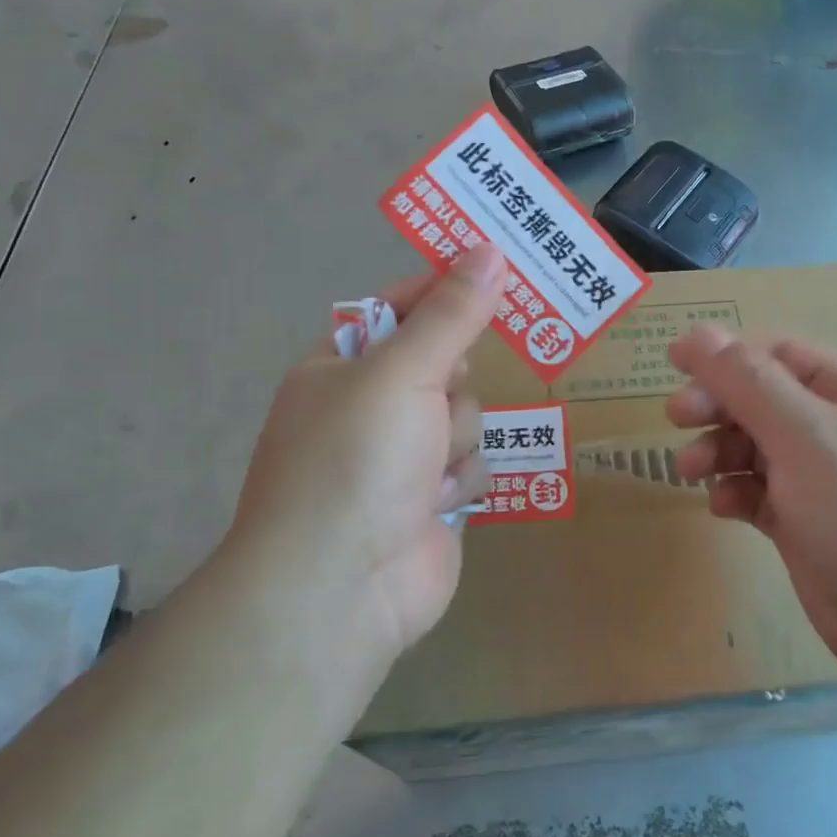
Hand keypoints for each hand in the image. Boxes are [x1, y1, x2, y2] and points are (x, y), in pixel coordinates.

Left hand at [224, 243, 506, 683]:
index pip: (401, 306)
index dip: (445, 287)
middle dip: (450, 381)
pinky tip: (434, 503)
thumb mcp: (402, 371)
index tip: (496, 265)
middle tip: (442, 389)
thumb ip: (451, 312)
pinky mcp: (430, 500)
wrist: (340, 587)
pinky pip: (472, 464)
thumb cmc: (356, 459)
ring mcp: (401, 457)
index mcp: (343, 366)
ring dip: (455, 438)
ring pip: (466, 415)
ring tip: (426, 468)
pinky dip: (459, 481)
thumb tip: (488, 250)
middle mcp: (370, 406)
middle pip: (444, 362)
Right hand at [666, 324, 836, 685]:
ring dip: (719, 451)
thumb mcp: (806, 435)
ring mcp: (825, 477)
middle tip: (675, 418)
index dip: (724, 356)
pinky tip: (723, 506)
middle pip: (761, 398)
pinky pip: (761, 491)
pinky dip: (737, 492)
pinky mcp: (809, 522)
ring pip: (756, 446)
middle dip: (718, 405)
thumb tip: (696, 334)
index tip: (673, 367)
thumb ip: (747, 382)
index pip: (776, 353)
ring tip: (690, 471)